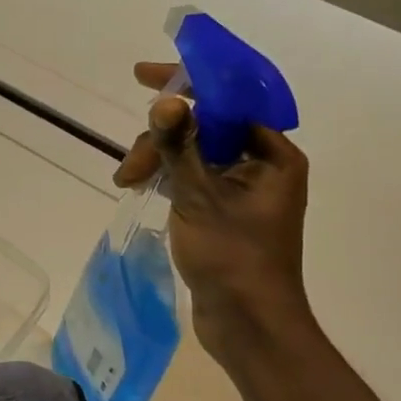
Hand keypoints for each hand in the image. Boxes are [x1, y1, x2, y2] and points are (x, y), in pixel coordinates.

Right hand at [113, 61, 311, 332]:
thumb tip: (164, 100)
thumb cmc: (233, 256)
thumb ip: (179, 145)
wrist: (247, 323)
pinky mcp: (223, 212)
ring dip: (159, 159)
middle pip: (205, 127)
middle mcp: (261, 165)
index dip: (187, 83)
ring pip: (193, 153)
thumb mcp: (200, 195)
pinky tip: (140, 186)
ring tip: (128, 181)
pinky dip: (167, 177)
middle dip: (163, 136)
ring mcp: (241, 190)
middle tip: (131, 164)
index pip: (228, 100)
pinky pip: (192, 177)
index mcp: (272, 154)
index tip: (143, 76)